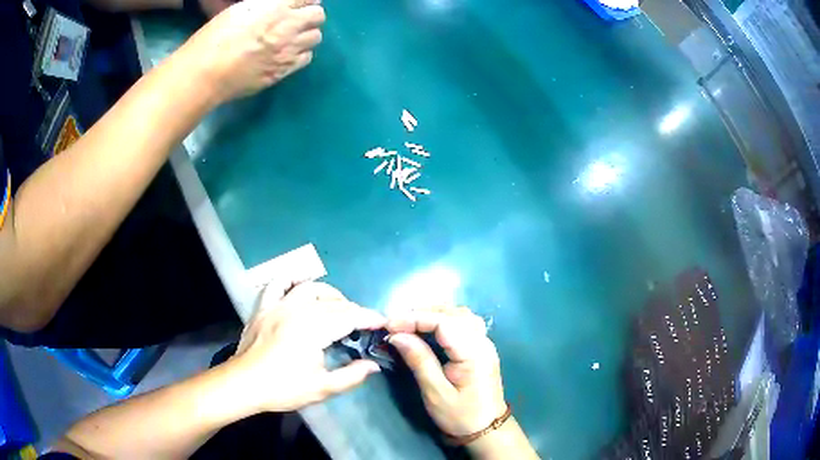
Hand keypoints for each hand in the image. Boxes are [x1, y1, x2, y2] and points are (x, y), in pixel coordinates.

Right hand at [186, 0, 324, 102]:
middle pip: (318, 16)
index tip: (298, 4)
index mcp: (278, 7)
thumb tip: (279, 5)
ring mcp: (289, 50)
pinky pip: (306, 58)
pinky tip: (285, 54)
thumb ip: (267, 5)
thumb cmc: (215, 37)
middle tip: (295, 20)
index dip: (305, 1)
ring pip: (315, 37)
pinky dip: (300, 54)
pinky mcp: (285, 71)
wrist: (206, 74)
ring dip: (305, 35)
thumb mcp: (241, 9)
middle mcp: (289, 27)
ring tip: (290, 38)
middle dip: (309, 16)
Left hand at [225, 282, 385, 412]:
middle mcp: (297, 310)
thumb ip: (351, 376)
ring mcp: (277, 306)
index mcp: (313, 329)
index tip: (382, 322)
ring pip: (308, 288)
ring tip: (336, 305)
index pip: (349, 317)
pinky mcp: (263, 308)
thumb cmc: (283, 388)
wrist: (243, 384)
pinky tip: (297, 285)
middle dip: (352, 310)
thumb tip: (372, 365)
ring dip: (328, 294)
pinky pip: (276, 285)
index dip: (368, 318)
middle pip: (332, 303)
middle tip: (361, 323)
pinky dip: (289, 281)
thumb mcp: (321, 388)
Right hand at [387, 307, 506, 436]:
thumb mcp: (435, 393)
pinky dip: (443, 320)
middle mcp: (483, 342)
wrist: (486, 429)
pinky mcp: (481, 347)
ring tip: (408, 323)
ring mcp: (484, 343)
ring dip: (433, 314)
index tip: (389, 325)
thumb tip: (397, 335)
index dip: (415, 318)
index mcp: (474, 353)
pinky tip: (428, 328)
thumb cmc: (460, 415)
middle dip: (422, 313)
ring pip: (459, 314)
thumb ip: (419, 360)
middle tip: (396, 324)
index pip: (444, 322)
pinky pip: (463, 323)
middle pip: (453, 313)